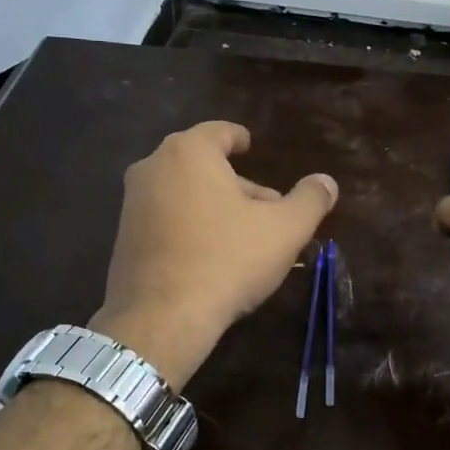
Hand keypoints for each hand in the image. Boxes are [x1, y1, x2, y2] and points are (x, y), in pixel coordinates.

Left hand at [92, 121, 337, 387]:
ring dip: (214, 207)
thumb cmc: (227, 259)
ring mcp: (132, 204)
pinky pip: (165, 220)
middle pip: (203, 166)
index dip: (239, 138)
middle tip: (266, 209)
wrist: (161, 317)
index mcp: (188, 152)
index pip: (219, 132)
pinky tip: (212, 257)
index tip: (250, 146)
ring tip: (245, 237)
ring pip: (183, 194)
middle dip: (236, 183)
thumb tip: (327, 182)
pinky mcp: (123, 238)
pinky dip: (189, 227)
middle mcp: (152, 168)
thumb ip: (309, 200)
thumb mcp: (284, 230)